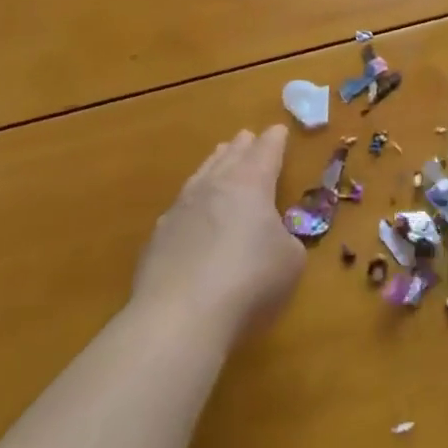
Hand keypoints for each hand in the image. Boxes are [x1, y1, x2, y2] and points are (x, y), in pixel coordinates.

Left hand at [129, 126, 305, 338]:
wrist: (179, 318)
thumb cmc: (249, 281)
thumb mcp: (290, 261)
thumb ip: (286, 240)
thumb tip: (274, 240)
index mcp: (251, 183)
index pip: (266, 151)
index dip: (274, 140)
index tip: (278, 130)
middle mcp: (214, 186)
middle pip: (230, 157)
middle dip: (242, 146)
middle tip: (246, 136)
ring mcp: (181, 210)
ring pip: (201, 175)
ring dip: (213, 165)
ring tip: (218, 157)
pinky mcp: (156, 239)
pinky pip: (179, 207)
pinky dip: (191, 202)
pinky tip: (189, 211)